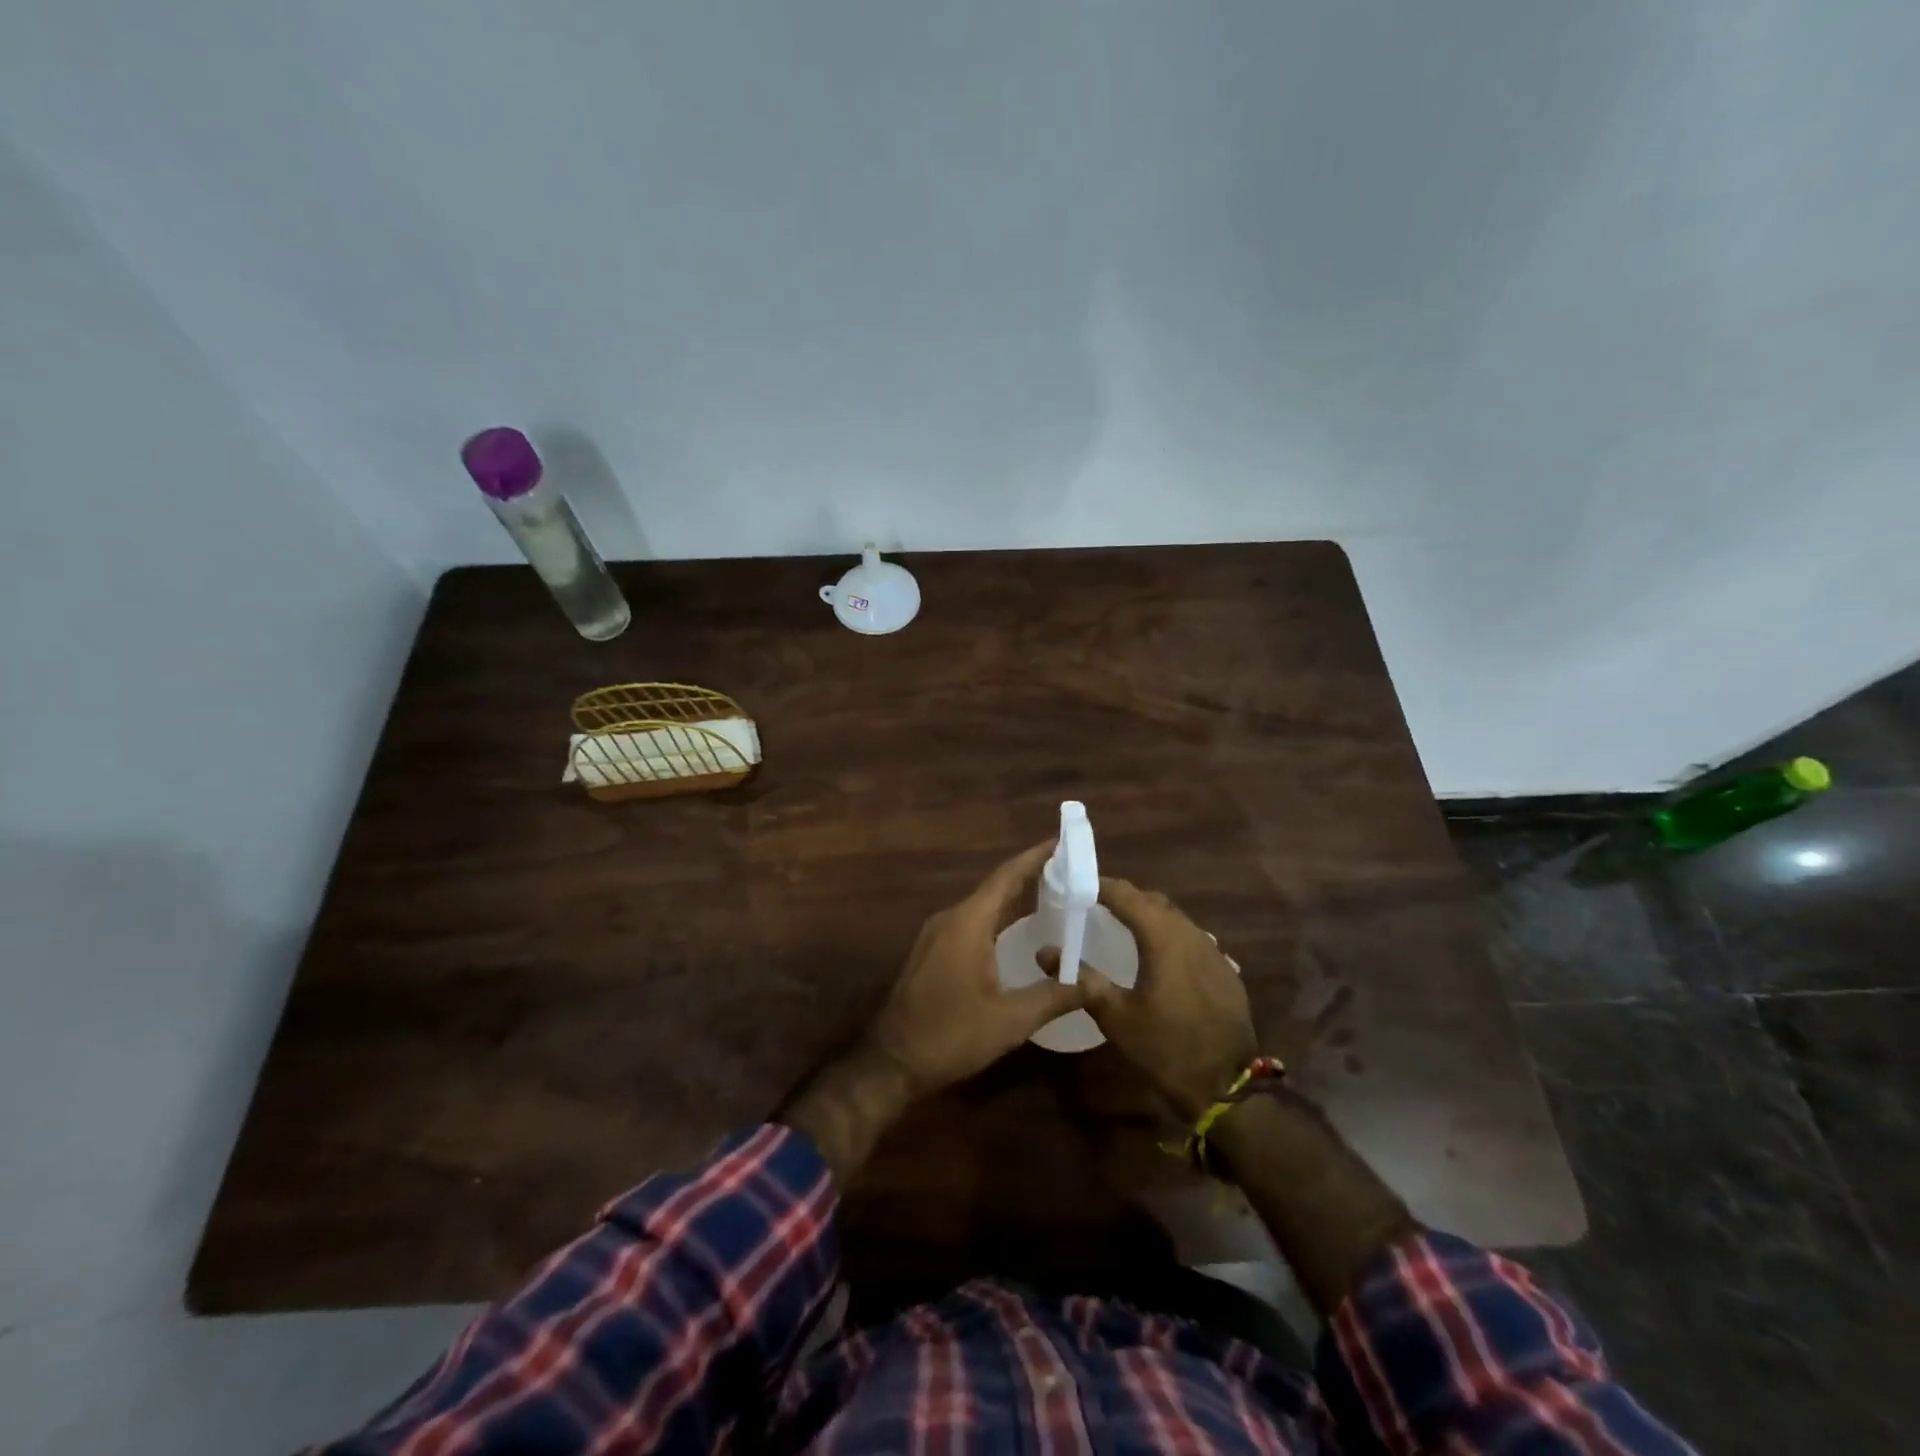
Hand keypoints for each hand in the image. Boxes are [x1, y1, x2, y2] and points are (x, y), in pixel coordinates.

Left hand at [865, 841, 1084, 1095]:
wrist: (891, 1061)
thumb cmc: (950, 1035)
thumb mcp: (1010, 1021)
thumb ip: (1054, 996)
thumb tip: (1095, 982)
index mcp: (968, 923)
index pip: (1007, 877)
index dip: (1036, 857)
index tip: (1063, 841)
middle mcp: (950, 918)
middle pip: (995, 887)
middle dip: (1031, 875)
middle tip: (1069, 870)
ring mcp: (936, 934)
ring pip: (982, 905)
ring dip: (1014, 897)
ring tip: (1051, 894)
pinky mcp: (932, 951)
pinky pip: (971, 921)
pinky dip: (998, 917)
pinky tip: (1016, 930)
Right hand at [1080, 878, 1258, 1119]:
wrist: (1228, 1086)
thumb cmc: (1166, 1047)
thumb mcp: (1116, 1016)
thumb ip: (1082, 980)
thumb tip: (1045, 952)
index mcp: (1162, 937)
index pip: (1126, 894)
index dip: (1100, 885)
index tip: (1076, 886)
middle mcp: (1190, 933)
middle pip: (1152, 901)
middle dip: (1124, 897)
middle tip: (1094, 905)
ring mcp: (1213, 951)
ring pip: (1175, 918)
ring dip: (1148, 915)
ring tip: (1123, 927)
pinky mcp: (1225, 969)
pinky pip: (1192, 938)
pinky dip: (1169, 936)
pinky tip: (1158, 956)